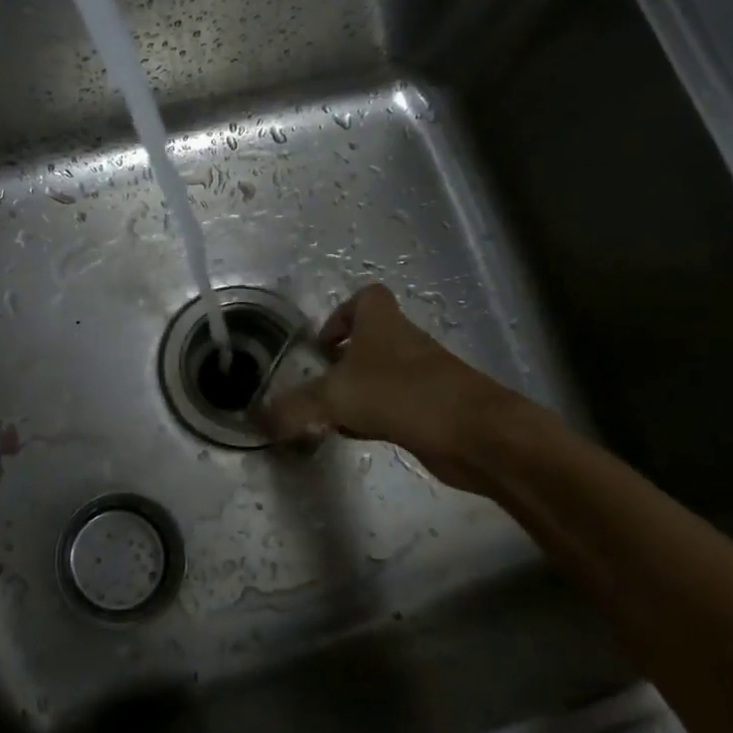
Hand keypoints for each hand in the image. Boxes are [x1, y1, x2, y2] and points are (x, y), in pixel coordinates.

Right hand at [261, 284, 549, 497]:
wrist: (475, 433)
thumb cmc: (401, 394)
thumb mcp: (336, 397)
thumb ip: (295, 407)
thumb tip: (258, 420)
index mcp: (382, 323)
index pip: (366, 297)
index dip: (342, 314)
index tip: (322, 344)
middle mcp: (404, 343)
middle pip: (372, 338)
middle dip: (344, 359)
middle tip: (319, 383)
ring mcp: (423, 376)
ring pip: (383, 374)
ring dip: (358, 391)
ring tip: (331, 415)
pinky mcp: (433, 408)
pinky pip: (396, 404)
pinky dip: (376, 416)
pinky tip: (360, 435)